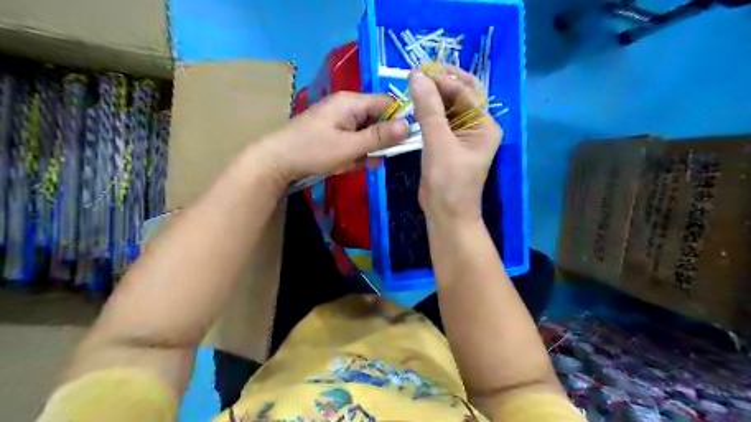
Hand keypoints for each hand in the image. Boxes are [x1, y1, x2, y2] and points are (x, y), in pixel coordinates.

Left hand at [259, 93, 409, 187]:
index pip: (387, 103)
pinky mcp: (332, 131)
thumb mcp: (350, 146)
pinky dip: (350, 154)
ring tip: (347, 163)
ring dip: (361, 152)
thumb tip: (408, 125)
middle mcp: (347, 106)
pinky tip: (339, 164)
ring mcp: (338, 119)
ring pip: (365, 135)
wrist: (276, 161)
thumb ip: (379, 136)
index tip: (403, 142)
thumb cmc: (313, 151)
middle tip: (368, 159)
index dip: (398, 120)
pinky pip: (352, 141)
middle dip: (375, 143)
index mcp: (352, 102)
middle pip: (377, 120)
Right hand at [410, 64, 503, 221]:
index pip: (464, 93)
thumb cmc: (449, 182)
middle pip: (458, 97)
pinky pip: (438, 122)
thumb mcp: (439, 144)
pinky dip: (426, 114)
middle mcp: (476, 127)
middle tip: (415, 75)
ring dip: (431, 98)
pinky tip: (413, 107)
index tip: (418, 71)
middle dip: (438, 85)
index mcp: (485, 125)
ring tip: (411, 87)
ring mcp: (461, 136)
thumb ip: (429, 109)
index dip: (442, 80)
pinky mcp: (447, 144)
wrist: (446, 215)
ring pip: (447, 108)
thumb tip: (417, 76)